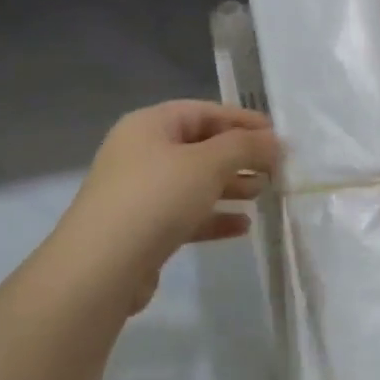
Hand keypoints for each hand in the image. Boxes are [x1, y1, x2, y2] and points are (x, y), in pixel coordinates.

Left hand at [56, 101, 279, 312]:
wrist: (102, 267)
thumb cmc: (157, 198)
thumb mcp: (208, 163)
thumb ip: (244, 147)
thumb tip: (274, 141)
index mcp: (149, 125)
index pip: (203, 112)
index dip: (242, 121)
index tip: (276, 136)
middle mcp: (141, 153)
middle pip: (199, 147)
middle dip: (238, 156)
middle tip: (274, 169)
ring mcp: (139, 193)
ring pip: (193, 183)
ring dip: (230, 186)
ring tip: (262, 195)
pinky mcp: (142, 229)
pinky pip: (185, 215)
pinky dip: (213, 217)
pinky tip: (243, 227)